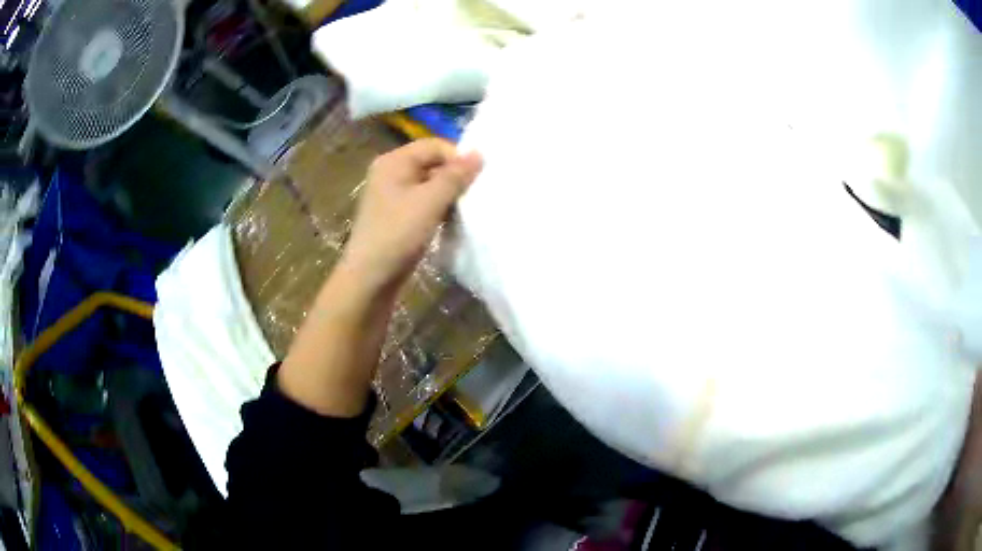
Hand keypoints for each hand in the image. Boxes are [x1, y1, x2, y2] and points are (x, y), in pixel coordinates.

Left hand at [339, 139, 482, 291]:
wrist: (370, 279)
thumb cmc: (397, 234)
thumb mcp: (430, 201)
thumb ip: (455, 176)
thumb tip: (479, 153)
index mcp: (394, 161)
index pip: (434, 145)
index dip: (458, 157)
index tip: (478, 178)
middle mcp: (391, 173)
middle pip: (432, 163)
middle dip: (455, 177)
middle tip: (475, 195)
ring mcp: (392, 196)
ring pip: (429, 185)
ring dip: (449, 195)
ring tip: (467, 209)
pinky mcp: (397, 216)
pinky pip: (424, 203)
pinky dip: (439, 209)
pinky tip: (452, 222)